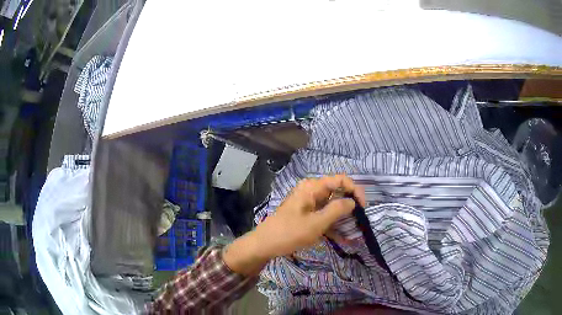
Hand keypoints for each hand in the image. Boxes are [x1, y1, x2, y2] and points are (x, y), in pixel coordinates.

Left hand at [256, 174, 365, 257]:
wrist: (265, 244)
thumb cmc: (290, 233)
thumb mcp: (316, 223)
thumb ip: (337, 210)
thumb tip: (353, 201)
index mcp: (312, 187)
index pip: (340, 180)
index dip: (355, 190)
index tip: (363, 207)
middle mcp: (311, 191)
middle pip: (337, 192)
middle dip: (350, 205)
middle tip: (359, 221)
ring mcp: (308, 202)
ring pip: (332, 205)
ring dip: (343, 217)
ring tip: (353, 232)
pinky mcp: (306, 213)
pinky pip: (324, 214)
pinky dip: (333, 224)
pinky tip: (342, 237)